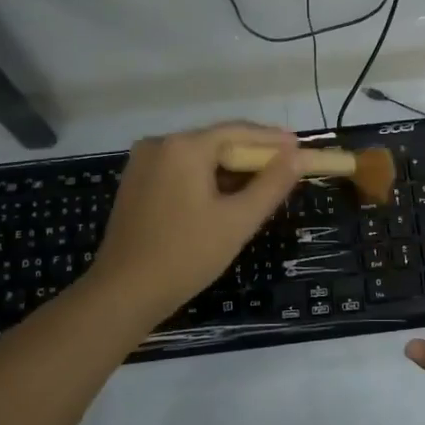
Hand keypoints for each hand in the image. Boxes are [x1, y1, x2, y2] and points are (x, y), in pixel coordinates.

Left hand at [84, 122, 310, 327]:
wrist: (123, 293)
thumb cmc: (186, 255)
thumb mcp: (238, 220)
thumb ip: (272, 184)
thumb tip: (299, 157)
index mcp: (184, 147)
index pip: (239, 131)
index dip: (273, 140)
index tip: (301, 148)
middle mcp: (159, 144)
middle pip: (217, 141)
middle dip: (252, 155)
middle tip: (286, 169)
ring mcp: (142, 163)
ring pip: (198, 157)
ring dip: (229, 169)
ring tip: (261, 185)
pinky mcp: (135, 183)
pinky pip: (180, 170)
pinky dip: (205, 179)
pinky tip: (224, 197)